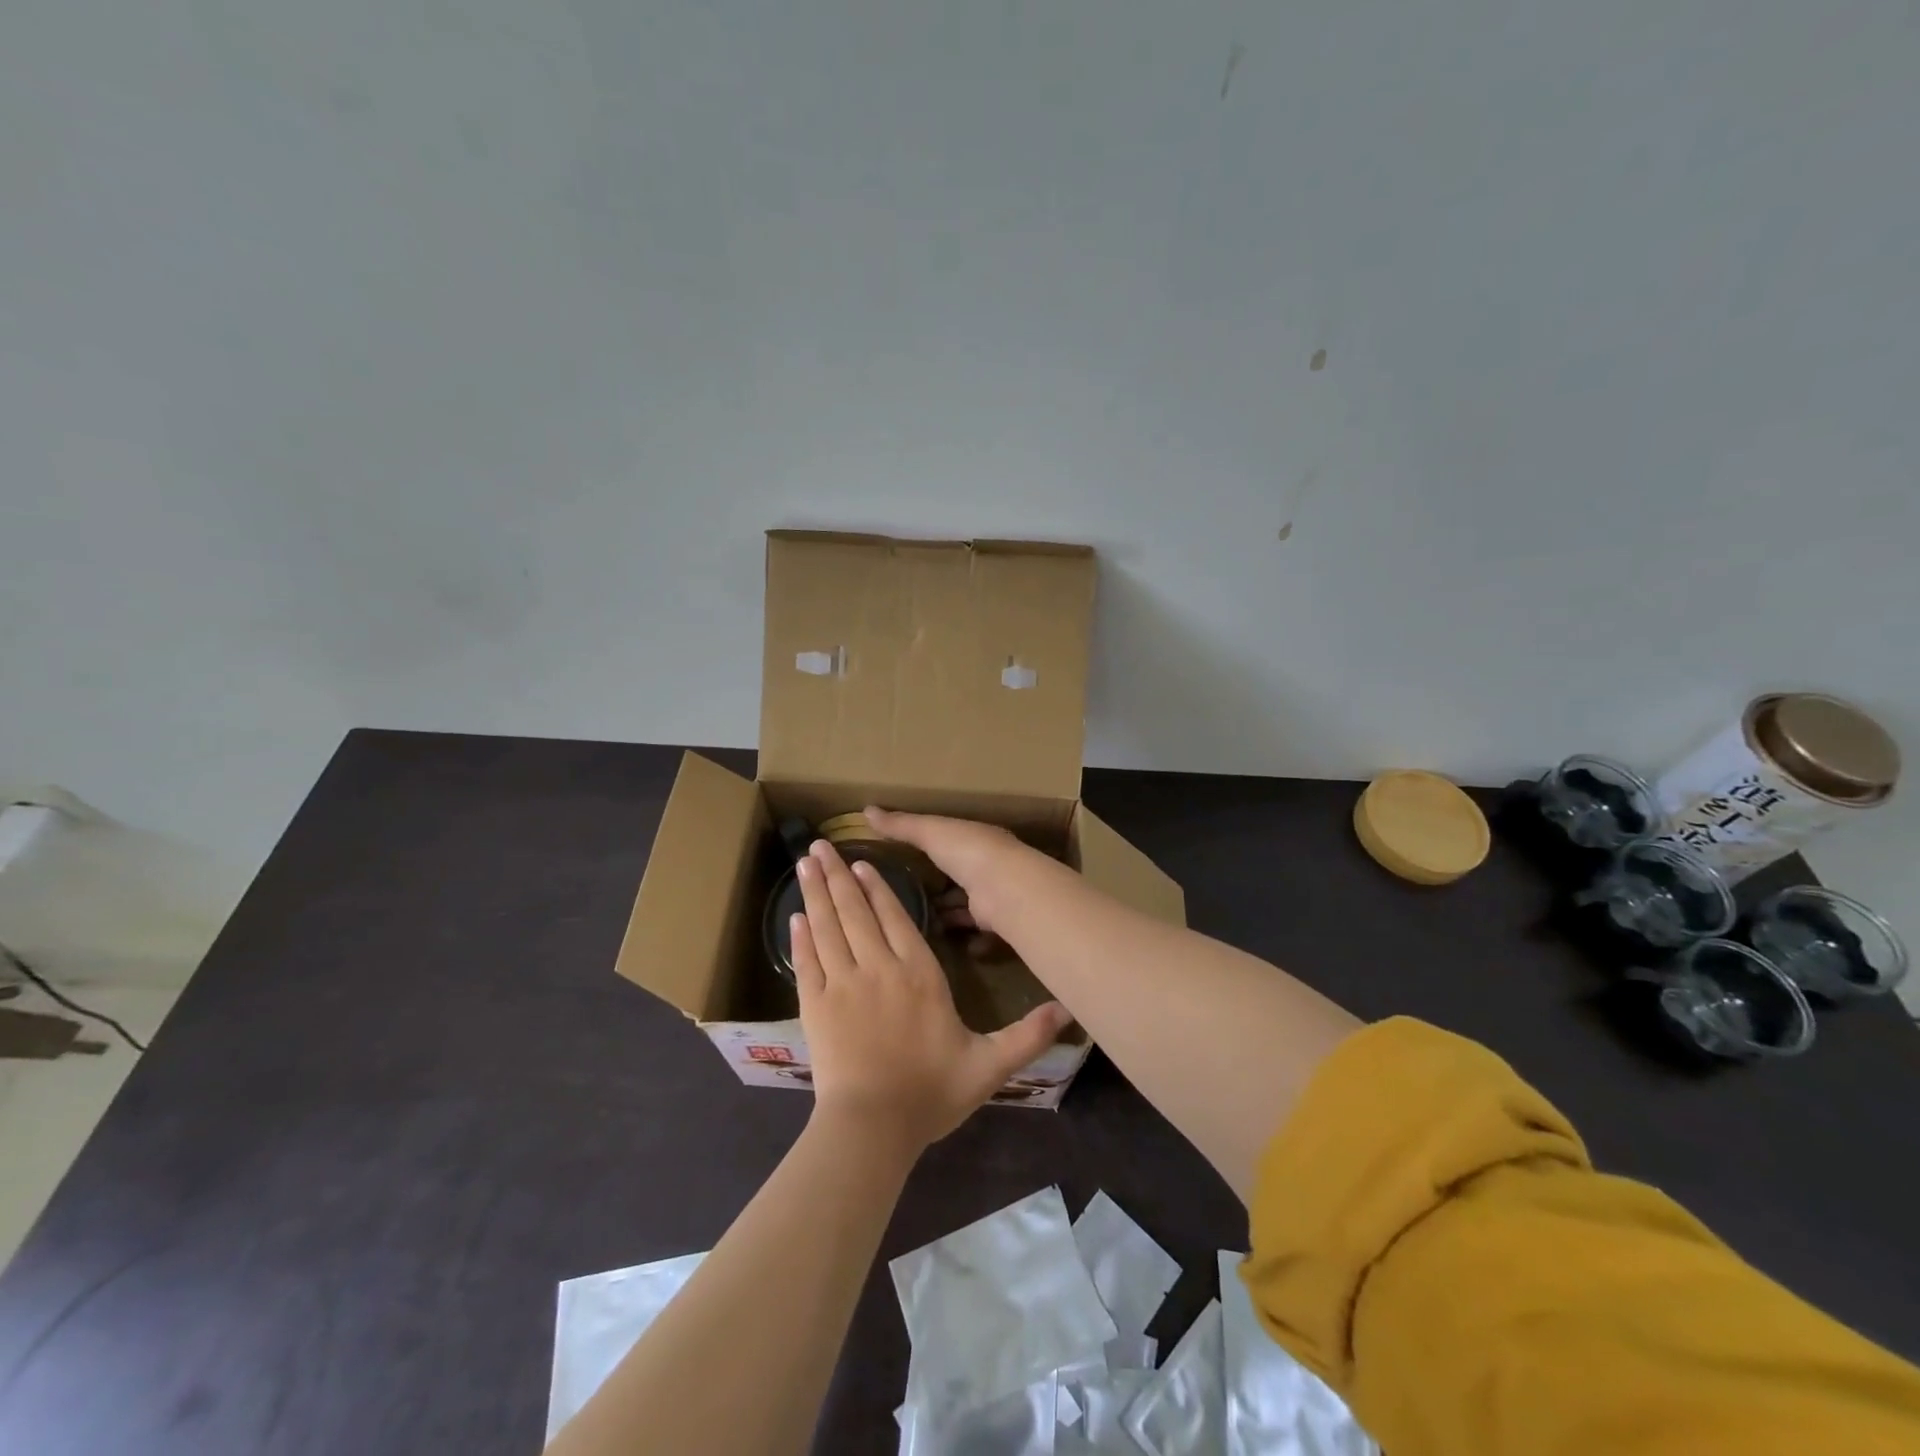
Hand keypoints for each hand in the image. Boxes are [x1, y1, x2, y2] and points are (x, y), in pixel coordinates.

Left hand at [791, 839, 1069, 1150]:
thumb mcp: (989, 1066)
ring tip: (804, 863)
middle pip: (855, 911)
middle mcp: (878, 968)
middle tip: (819, 844)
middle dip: (838, 875)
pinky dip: (800, 936)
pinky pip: (806, 961)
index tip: (861, 862)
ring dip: (815, 892)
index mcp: (919, 974)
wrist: (872, 1128)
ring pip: (827, 927)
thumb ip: (1027, 1035)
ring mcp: (842, 985)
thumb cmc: (931, 1093)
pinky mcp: (815, 1006)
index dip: (877, 887)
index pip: (895, 917)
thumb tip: (1068, 1009)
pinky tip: (793, 916)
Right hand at [862, 808, 1032, 936]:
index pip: (951, 841)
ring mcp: (992, 894)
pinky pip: (973, 930)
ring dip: (946, 912)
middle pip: (958, 875)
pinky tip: (939, 942)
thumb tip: (866, 810)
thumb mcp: (930, 832)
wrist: (1004, 889)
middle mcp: (987, 865)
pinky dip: (960, 936)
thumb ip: (901, 825)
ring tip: (914, 922)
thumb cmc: (968, 851)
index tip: (904, 858)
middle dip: (937, 886)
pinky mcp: (992, 922)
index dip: (931, 848)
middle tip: (905, 896)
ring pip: (964, 904)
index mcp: (975, 839)